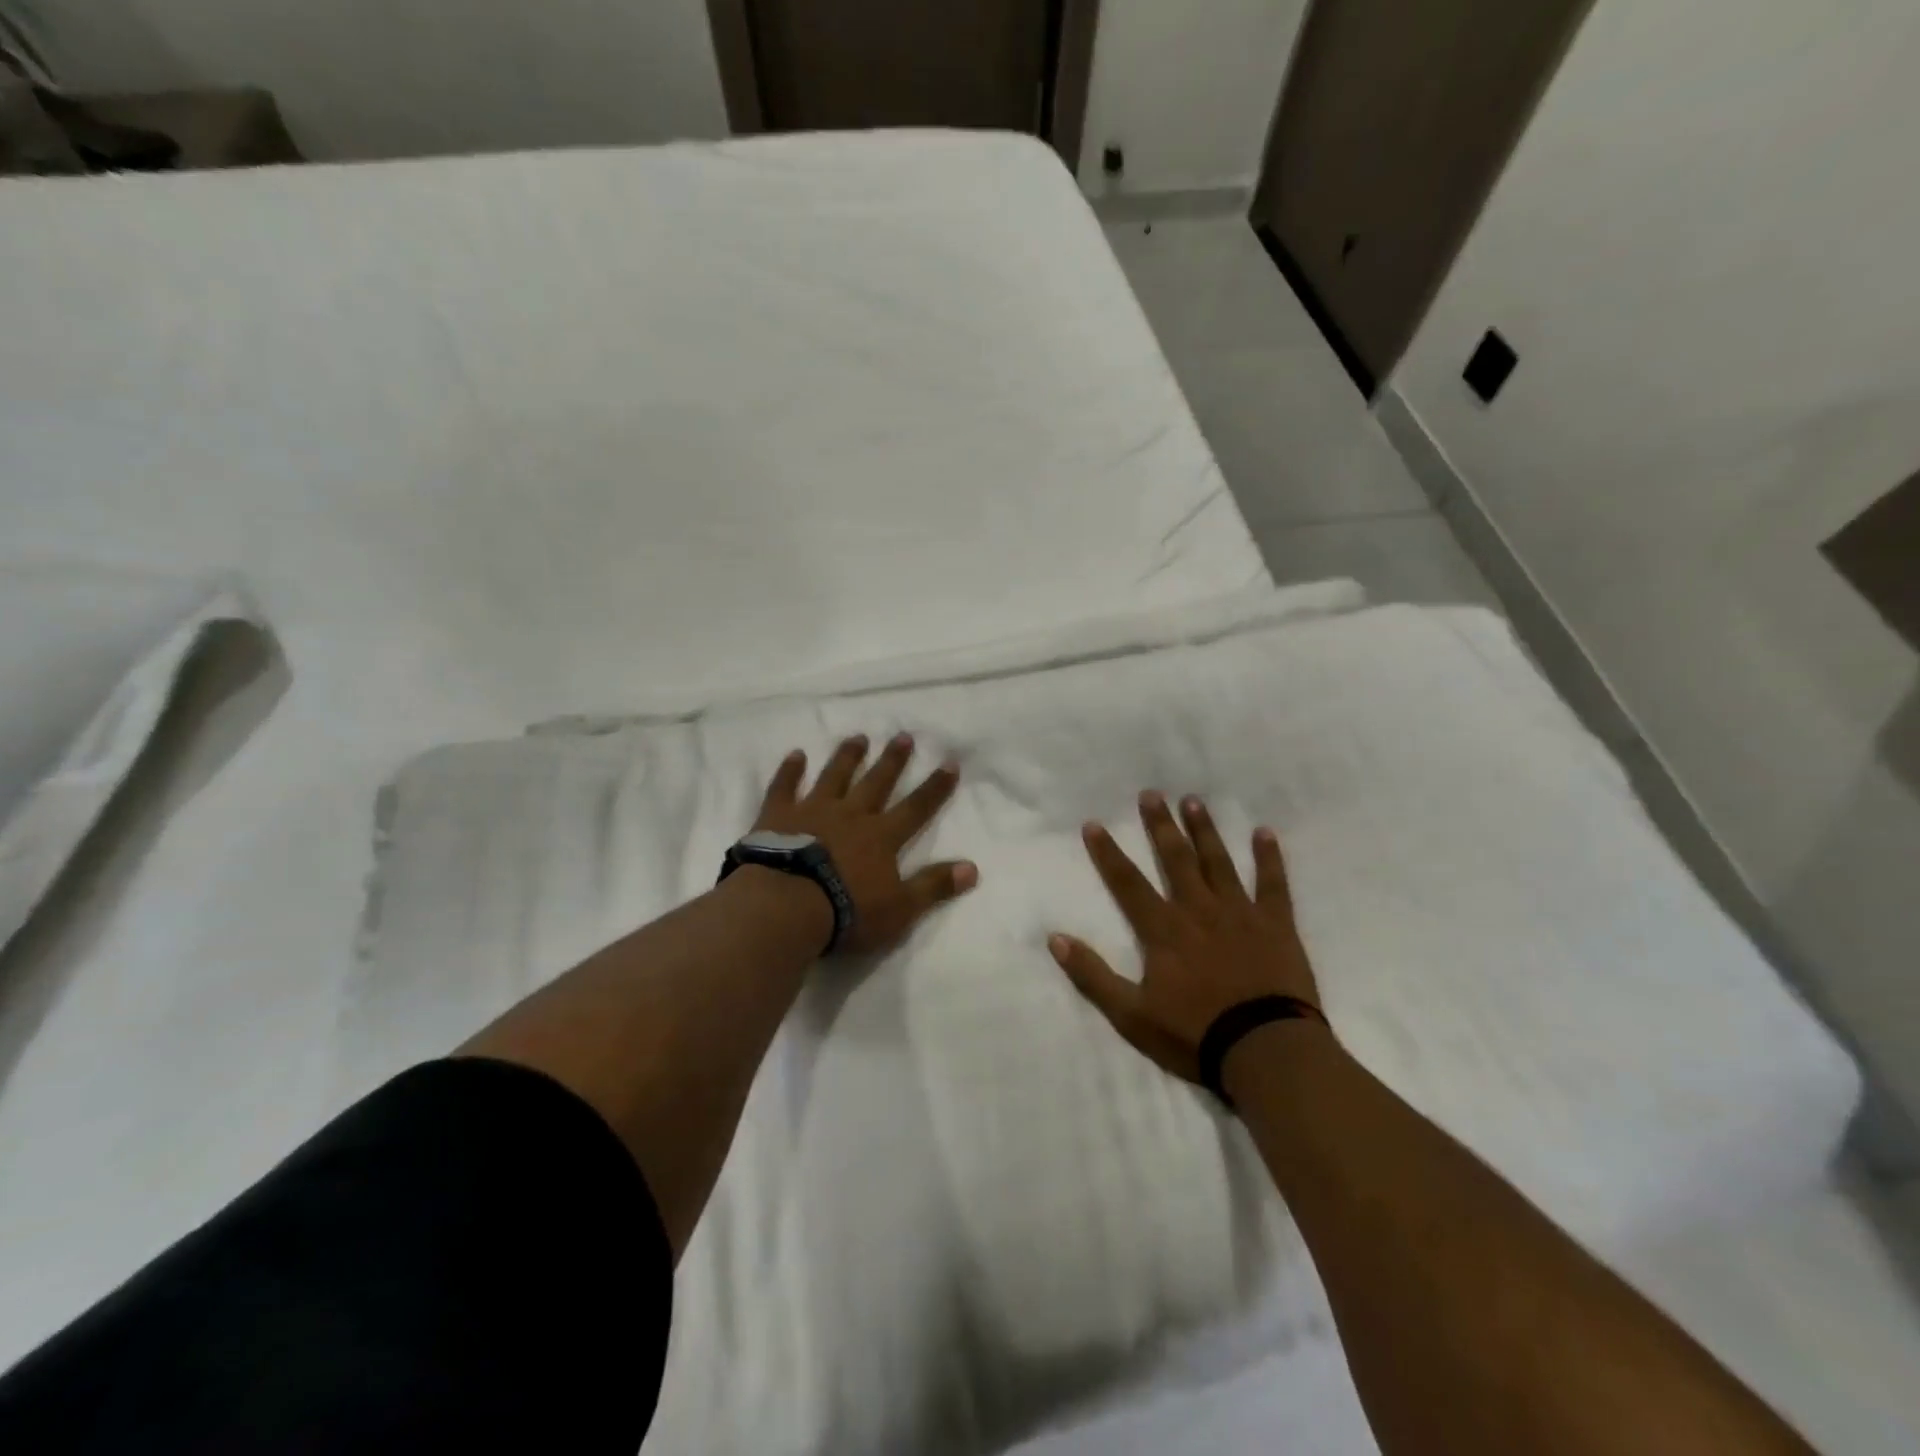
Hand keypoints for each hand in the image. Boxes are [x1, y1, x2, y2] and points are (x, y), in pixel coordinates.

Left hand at [754, 733, 977, 956]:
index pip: (916, 808)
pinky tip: (796, 755)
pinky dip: (790, 770)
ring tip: (858, 737)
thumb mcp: (900, 908)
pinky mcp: (778, 816)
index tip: (949, 763)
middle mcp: (851, 814)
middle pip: (877, 782)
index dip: (935, 787)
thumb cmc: (847, 911)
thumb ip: (934, 885)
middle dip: (892, 760)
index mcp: (882, 837)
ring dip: (848, 756)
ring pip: (835, 776)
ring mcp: (813, 811)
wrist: (786, 906)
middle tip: (903, 736)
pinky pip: (785, 787)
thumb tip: (973, 868)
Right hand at [1050, 791, 1321, 1082]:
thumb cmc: (1195, 1034)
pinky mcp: (1276, 924)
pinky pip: (1272, 883)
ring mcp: (1240, 913)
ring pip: (1218, 862)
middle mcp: (1198, 909)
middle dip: (1160, 825)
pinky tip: (1264, 832)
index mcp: (1163, 929)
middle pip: (1175, 858)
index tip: (1094, 823)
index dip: (1108, 852)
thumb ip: (1092, 975)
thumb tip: (1055, 938)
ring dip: (1204, 830)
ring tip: (1193, 800)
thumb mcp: (1131, 1015)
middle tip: (1151, 793)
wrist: (1266, 1051)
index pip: (1127, 882)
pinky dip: (1269, 857)